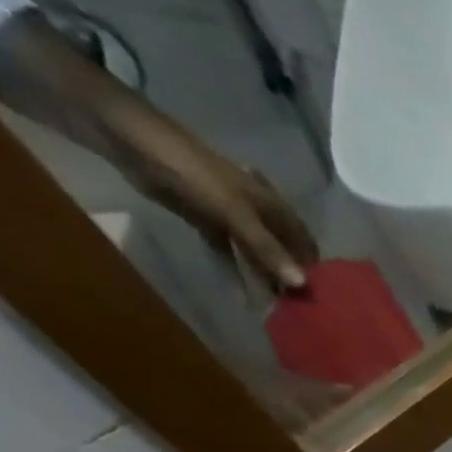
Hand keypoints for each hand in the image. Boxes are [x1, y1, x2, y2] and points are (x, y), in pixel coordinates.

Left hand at [117, 119, 318, 291]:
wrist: (133, 142)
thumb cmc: (192, 171)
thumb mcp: (234, 212)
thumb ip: (267, 249)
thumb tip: (302, 285)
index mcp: (272, 205)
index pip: (304, 241)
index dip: (312, 267)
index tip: (319, 298)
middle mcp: (258, 212)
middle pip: (281, 250)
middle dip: (288, 277)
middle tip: (296, 309)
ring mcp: (232, 217)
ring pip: (256, 254)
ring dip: (263, 278)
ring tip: (272, 308)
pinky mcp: (207, 221)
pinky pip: (228, 253)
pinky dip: (234, 272)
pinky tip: (240, 294)